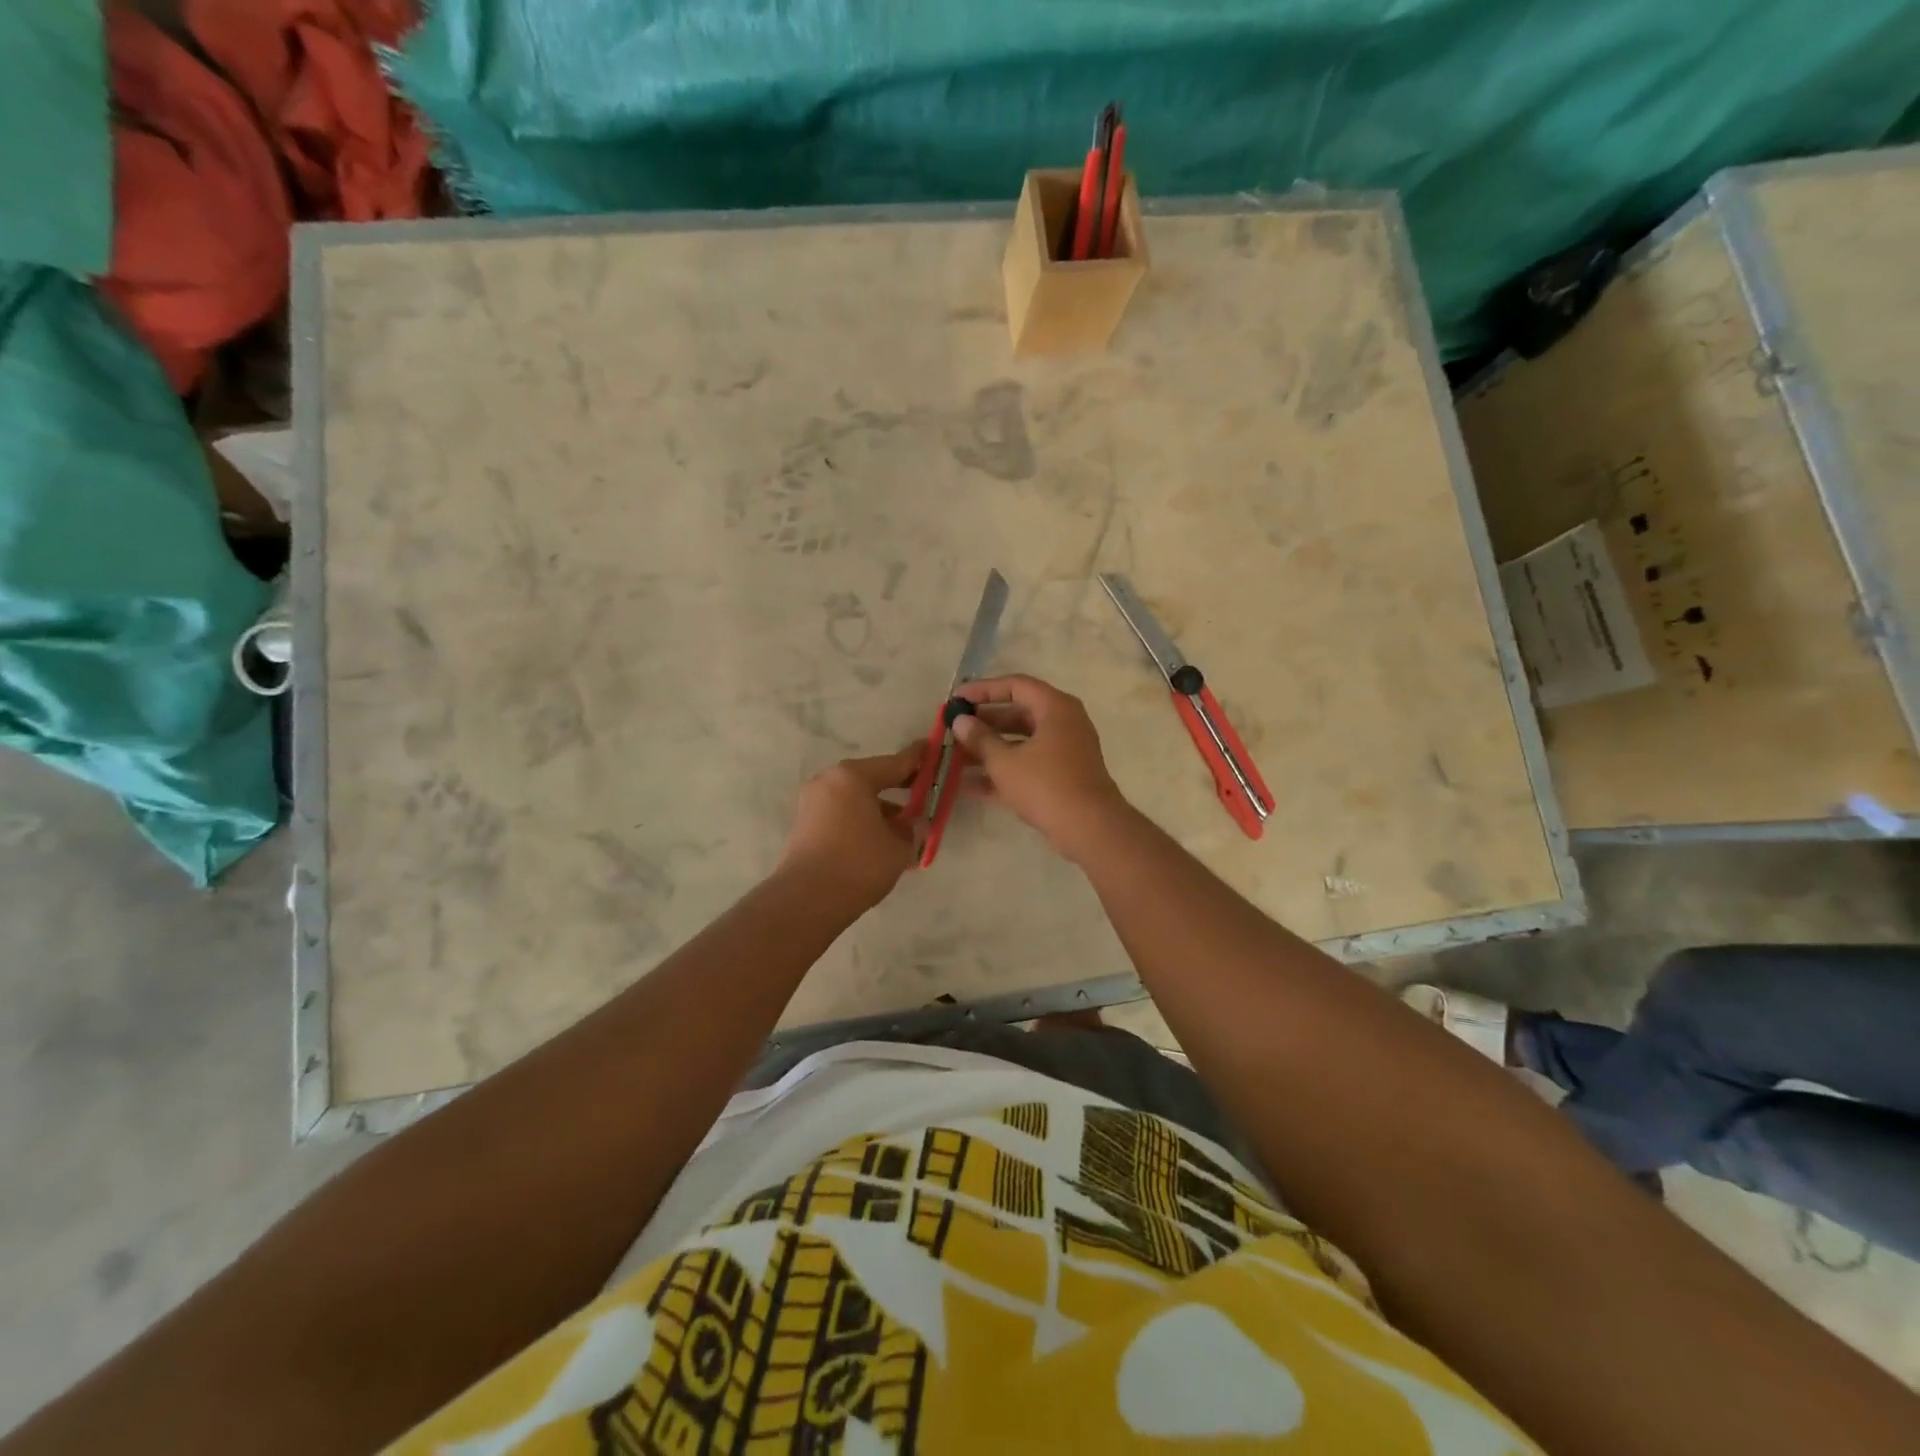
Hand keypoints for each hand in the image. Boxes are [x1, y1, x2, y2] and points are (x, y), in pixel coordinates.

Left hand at [778, 747, 922, 908]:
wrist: (808, 900)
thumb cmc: (859, 864)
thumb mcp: (899, 846)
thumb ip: (911, 829)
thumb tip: (912, 824)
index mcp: (852, 777)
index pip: (894, 763)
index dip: (918, 759)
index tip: (933, 748)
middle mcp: (829, 781)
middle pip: (872, 779)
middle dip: (899, 788)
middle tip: (924, 793)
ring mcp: (813, 803)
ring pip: (856, 799)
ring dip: (880, 809)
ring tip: (904, 830)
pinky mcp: (805, 825)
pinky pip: (842, 814)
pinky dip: (862, 821)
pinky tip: (880, 842)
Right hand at [951, 675, 1130, 861]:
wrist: (1090, 829)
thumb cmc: (1046, 785)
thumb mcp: (1005, 762)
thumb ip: (979, 739)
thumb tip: (960, 721)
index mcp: (1054, 707)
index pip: (1015, 685)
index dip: (983, 690)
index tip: (956, 699)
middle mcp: (1063, 722)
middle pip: (1018, 713)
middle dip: (984, 723)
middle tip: (954, 729)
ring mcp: (1065, 750)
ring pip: (1021, 742)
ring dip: (990, 749)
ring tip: (955, 758)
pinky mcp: (1063, 776)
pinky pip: (1028, 764)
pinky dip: (1004, 771)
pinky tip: (970, 786)